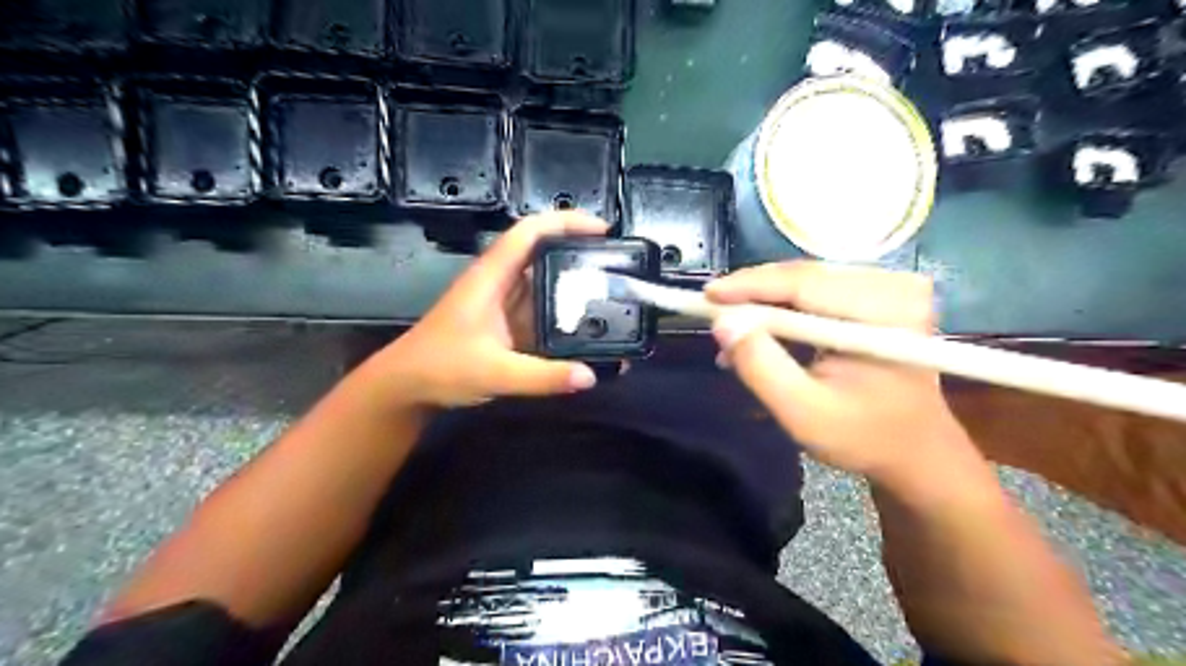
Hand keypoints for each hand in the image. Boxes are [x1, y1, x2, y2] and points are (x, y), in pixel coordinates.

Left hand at [364, 214, 605, 409]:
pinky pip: (541, 314)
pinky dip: (564, 319)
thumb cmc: (440, 368)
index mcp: (491, 277)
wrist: (405, 388)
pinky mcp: (506, 326)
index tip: (603, 230)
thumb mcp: (494, 373)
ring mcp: (503, 306)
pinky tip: (587, 331)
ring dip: (574, 289)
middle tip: (618, 268)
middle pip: (544, 255)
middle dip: (580, 256)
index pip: (530, 232)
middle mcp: (499, 283)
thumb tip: (591, 376)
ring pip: (545, 286)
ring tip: (612, 297)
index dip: (566, 222)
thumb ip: (543, 377)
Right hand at [702, 260, 971, 483]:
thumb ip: (761, 367)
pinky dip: (785, 310)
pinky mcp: (879, 294)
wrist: (914, 449)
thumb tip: (722, 324)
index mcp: (887, 314)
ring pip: (805, 281)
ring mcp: (890, 287)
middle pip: (804, 277)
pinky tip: (761, 331)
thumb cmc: (863, 437)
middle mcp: (894, 287)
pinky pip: (817, 291)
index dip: (751, 286)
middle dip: (754, 296)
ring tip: (733, 332)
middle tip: (713, 315)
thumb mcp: (803, 412)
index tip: (707, 295)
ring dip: (765, 305)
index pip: (805, 283)